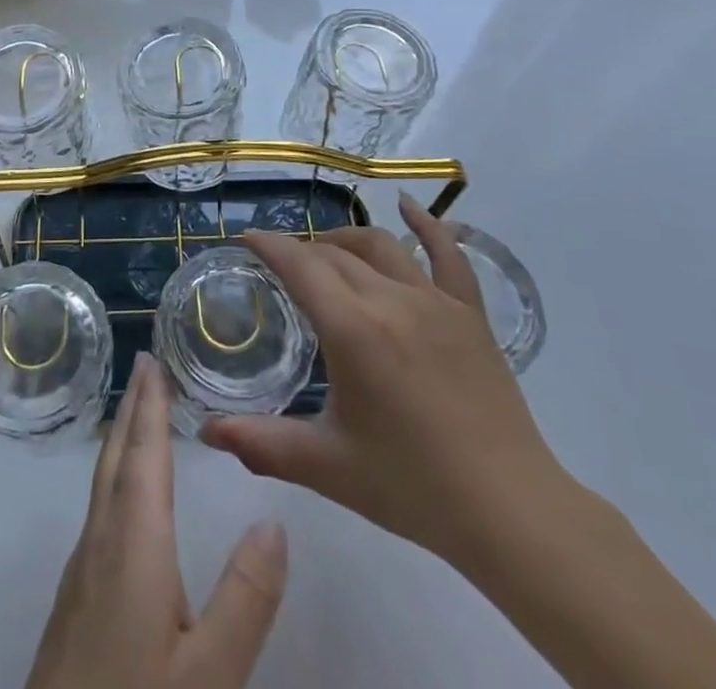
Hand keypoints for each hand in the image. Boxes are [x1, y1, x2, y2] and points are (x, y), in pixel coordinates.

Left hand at [26, 353, 287, 688]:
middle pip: (116, 457)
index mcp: (134, 543)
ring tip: (138, 413)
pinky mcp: (74, 596)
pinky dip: (115, 474)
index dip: (149, 404)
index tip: (150, 357)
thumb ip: (246, 598)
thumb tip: (275, 521)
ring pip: (102, 481)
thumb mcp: (210, 672)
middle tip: (146, 366)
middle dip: (132, 408)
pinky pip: (98, 507)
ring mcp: (81, 568)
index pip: (144, 454)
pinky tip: (124, 494)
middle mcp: (101, 540)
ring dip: (121, 438)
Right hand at [200, 197, 572, 576]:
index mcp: (352, 329)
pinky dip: (427, 224)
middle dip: (301, 251)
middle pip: (334, 254)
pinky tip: (407, 205)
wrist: (509, 510)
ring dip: (345, 240)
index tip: (246, 238)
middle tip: (281, 267)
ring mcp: (435, 300)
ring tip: (326, 250)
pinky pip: (448, 254)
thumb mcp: (328, 466)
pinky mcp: (469, 312)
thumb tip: (206, 431)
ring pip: (380, 246)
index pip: (299, 265)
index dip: (268, 245)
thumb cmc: (412, 487)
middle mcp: (390, 299)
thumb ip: (262, 444)